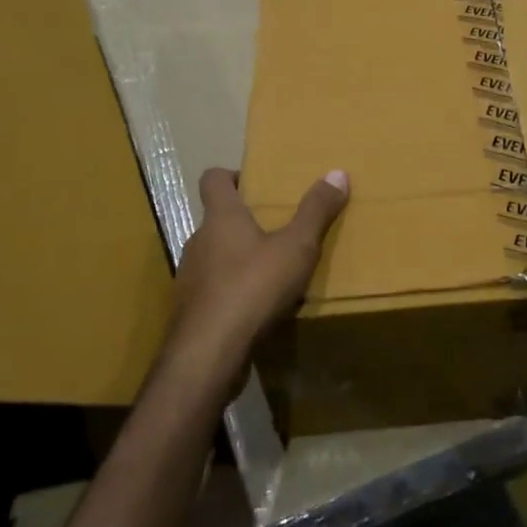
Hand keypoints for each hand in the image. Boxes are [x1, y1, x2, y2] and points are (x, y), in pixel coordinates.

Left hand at [167, 167, 349, 387]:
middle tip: (275, 229)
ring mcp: (189, 278)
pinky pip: (212, 291)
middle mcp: (198, 241)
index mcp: (220, 218)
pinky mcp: (189, 312)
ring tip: (269, 272)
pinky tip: (254, 309)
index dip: (230, 176)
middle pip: (215, 220)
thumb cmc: (253, 287)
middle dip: (242, 222)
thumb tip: (338, 172)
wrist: (209, 354)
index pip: (212, 179)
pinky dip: (230, 293)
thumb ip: (316, 211)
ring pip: (212, 257)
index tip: (253, 183)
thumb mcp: (296, 247)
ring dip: (236, 259)